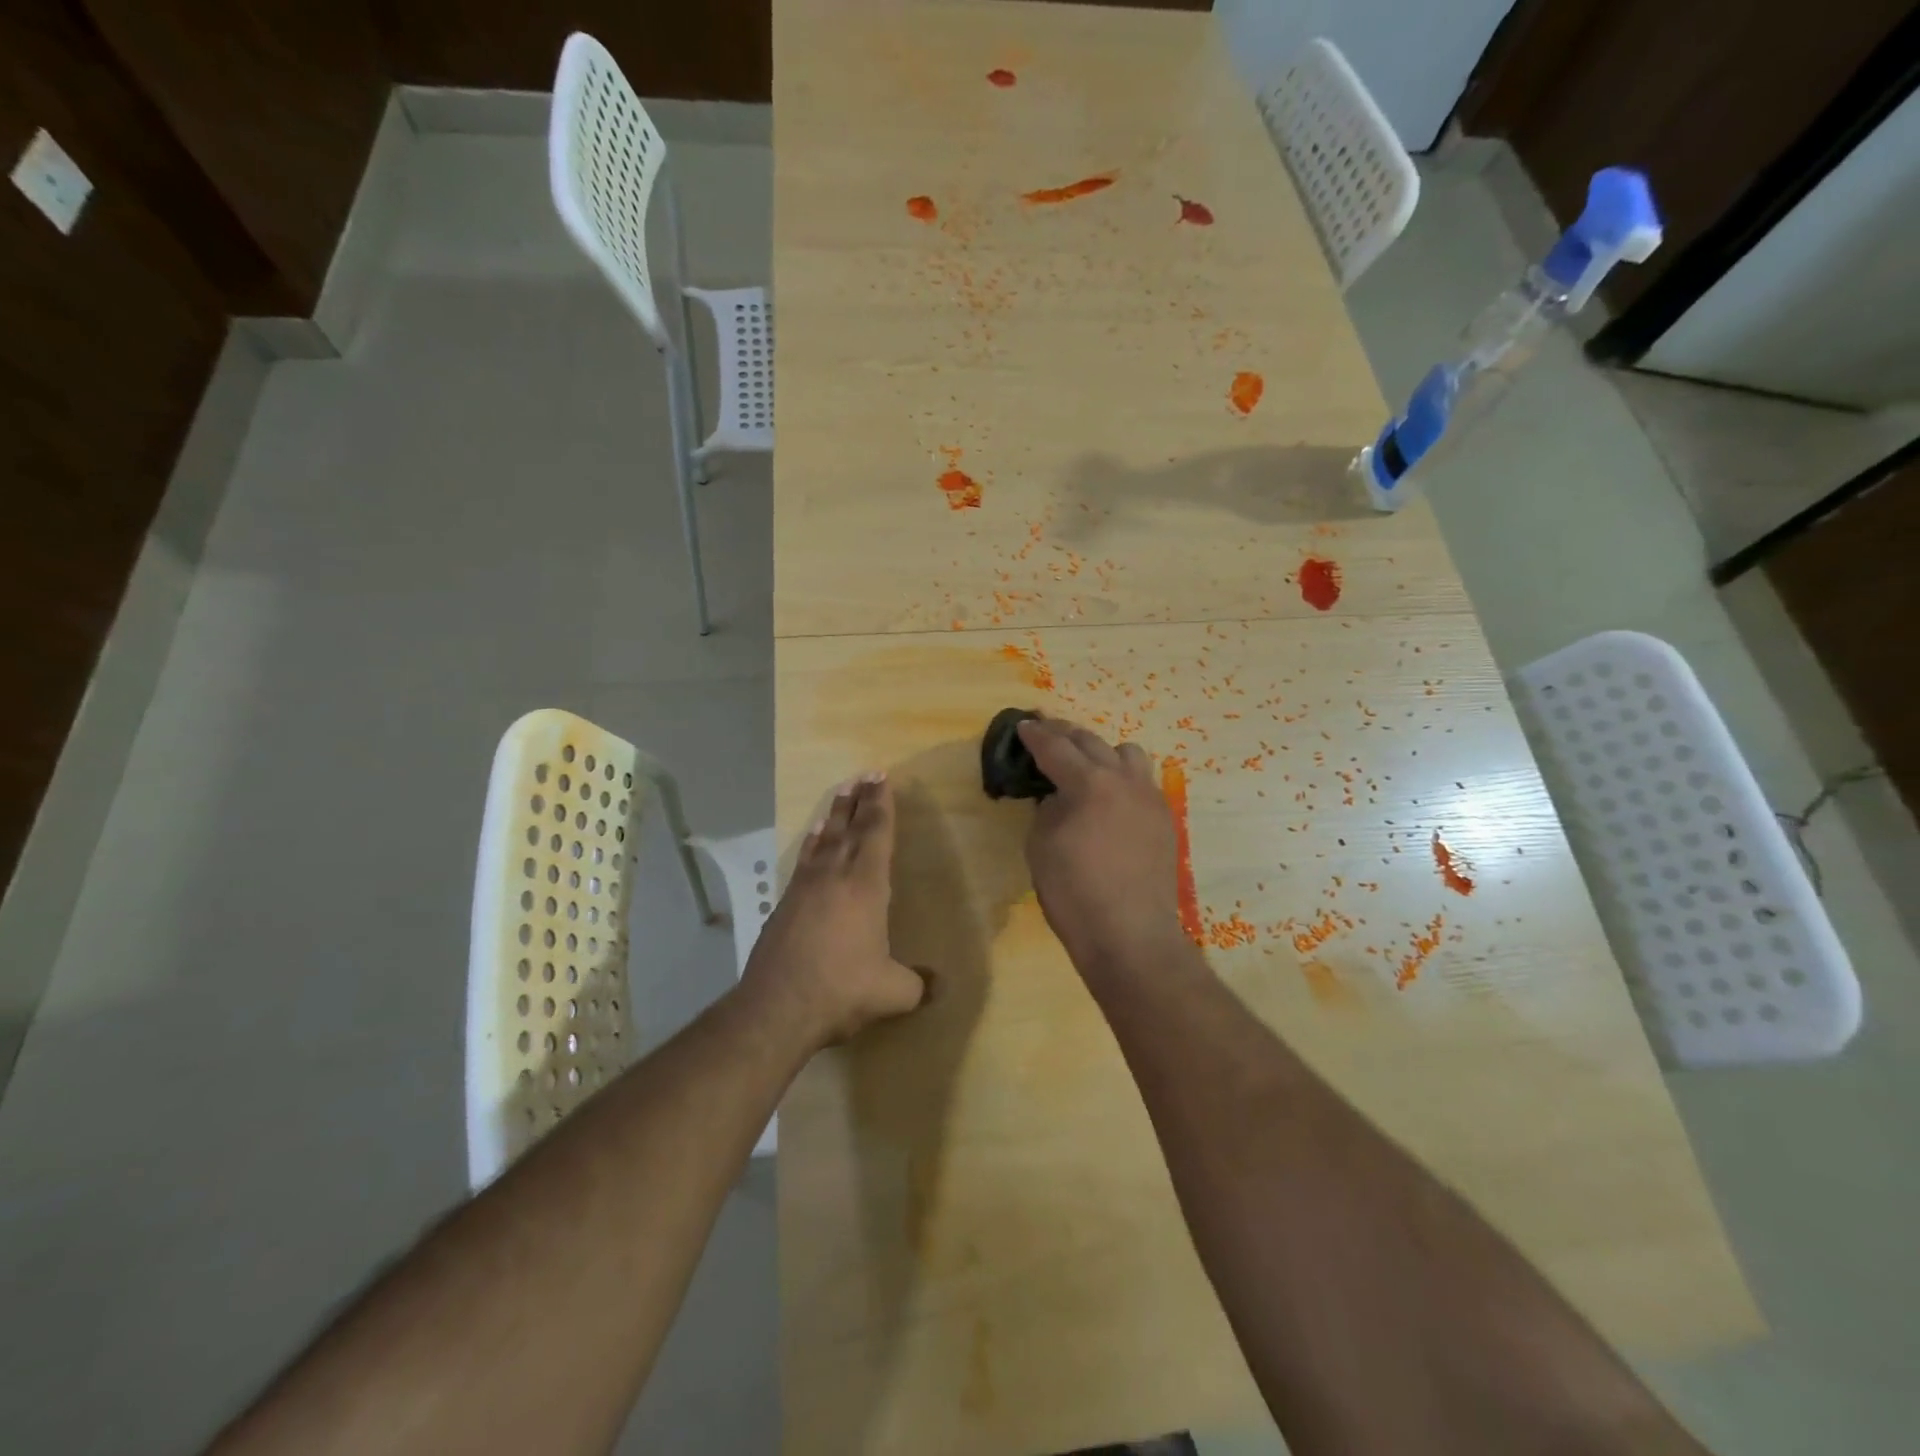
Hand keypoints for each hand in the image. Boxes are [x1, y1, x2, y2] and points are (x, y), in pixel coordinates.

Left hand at [740, 773, 926, 1050]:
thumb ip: (918, 985)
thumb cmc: (841, 990)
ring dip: (836, 814)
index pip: (877, 834)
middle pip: (850, 828)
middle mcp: (835, 876)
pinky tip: (814, 836)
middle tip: (866, 776)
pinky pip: (805, 859)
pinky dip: (813, 842)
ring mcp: (805, 887)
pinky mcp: (784, 903)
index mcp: (866, 887)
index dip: (882, 805)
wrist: (777, 1008)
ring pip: (825, 839)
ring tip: (841, 793)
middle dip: (860, 800)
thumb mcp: (892, 993)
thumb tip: (939, 985)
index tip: (882, 779)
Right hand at [1017, 718, 1189, 976]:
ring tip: (1086, 764)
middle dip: (1065, 734)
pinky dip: (1122, 777)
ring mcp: (1150, 798)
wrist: (1130, 936)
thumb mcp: (1041, 846)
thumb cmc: (1074, 893)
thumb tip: (1058, 796)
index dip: (1035, 735)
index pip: (1056, 748)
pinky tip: (1111, 796)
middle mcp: (1123, 780)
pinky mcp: (1164, 819)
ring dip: (1102, 752)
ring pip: (1127, 754)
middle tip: (1046, 731)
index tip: (1023, 725)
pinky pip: (1143, 781)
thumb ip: (1047, 809)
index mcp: (1089, 784)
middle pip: (1092, 742)